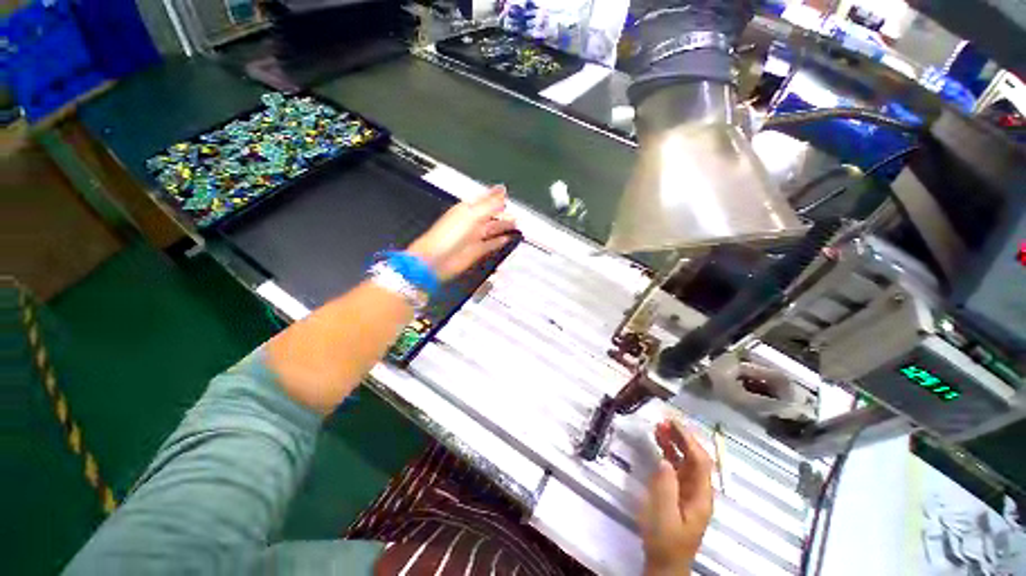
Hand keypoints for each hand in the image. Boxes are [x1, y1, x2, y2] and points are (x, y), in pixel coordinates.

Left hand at [408, 186, 516, 281]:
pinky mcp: (476, 250)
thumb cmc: (445, 237)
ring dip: (503, 226)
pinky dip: (499, 241)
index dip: (495, 195)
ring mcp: (473, 237)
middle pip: (490, 215)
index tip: (504, 192)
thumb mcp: (471, 216)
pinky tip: (506, 239)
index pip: (484, 199)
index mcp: (466, 210)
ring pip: (492, 229)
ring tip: (515, 224)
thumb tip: (501, 193)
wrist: (437, 260)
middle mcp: (470, 222)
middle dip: (502, 213)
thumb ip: (488, 205)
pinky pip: (491, 244)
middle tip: (514, 212)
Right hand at [639, 417, 714, 575]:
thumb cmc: (665, 541)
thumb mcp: (664, 517)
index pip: (700, 461)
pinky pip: (676, 467)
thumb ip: (665, 488)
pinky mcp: (678, 492)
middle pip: (695, 458)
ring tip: (658, 427)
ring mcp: (688, 491)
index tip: (673, 423)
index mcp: (700, 496)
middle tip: (663, 421)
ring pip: (685, 460)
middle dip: (682, 437)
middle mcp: (698, 490)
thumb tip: (664, 460)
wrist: (665, 563)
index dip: (688, 440)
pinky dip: (668, 453)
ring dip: (674, 443)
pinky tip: (659, 445)